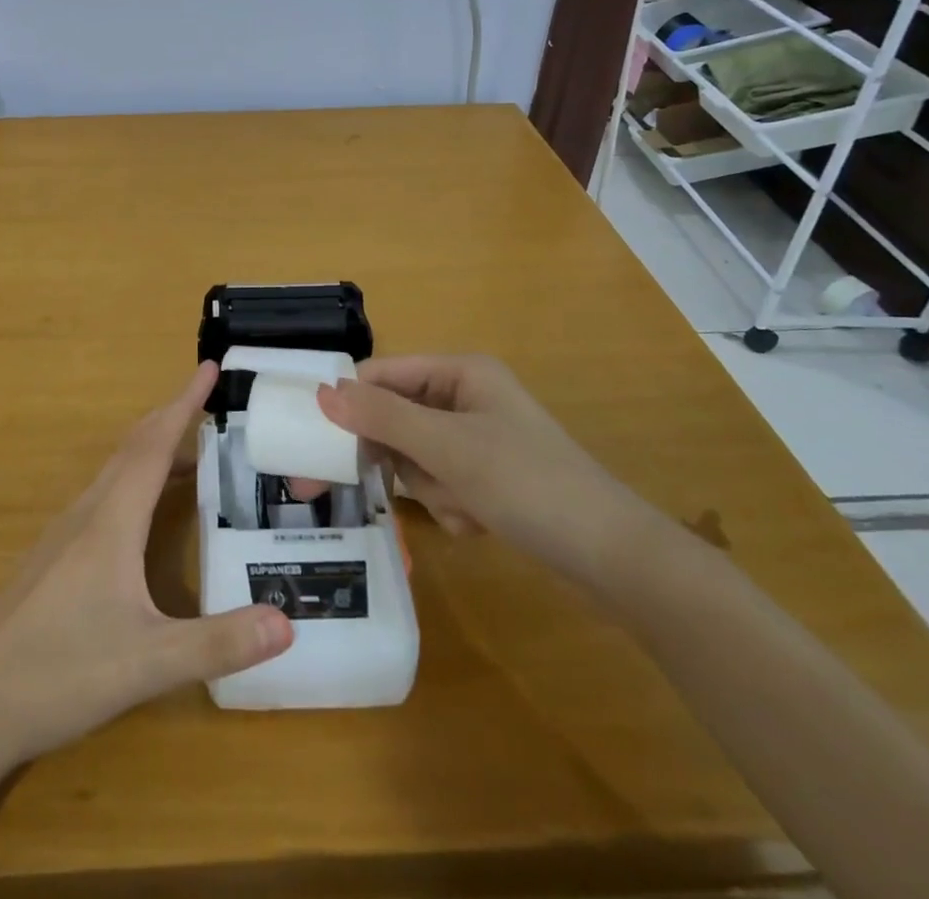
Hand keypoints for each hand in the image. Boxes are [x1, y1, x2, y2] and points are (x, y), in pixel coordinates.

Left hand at [0, 363, 292, 767]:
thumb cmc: (59, 673)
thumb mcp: (147, 663)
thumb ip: (217, 644)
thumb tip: (287, 622)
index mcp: (111, 520)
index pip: (154, 444)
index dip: (184, 403)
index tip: (209, 367)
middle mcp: (87, 513)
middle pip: (133, 448)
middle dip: (172, 417)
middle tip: (210, 402)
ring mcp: (64, 534)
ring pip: (115, 472)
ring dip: (153, 450)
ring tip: (192, 455)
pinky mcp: (53, 558)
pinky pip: (103, 497)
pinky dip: (134, 481)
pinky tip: (144, 514)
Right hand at [318, 354, 667, 587]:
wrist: (613, 557)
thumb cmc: (527, 484)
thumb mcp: (447, 448)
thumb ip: (381, 418)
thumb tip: (322, 393)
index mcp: (460, 372)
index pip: (382, 375)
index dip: (350, 404)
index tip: (316, 442)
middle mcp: (467, 396)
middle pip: (396, 418)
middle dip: (400, 459)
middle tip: (374, 488)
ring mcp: (478, 437)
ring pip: (416, 456)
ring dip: (429, 487)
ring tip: (462, 507)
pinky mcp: (488, 474)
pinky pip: (441, 481)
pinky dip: (450, 504)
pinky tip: (477, 521)